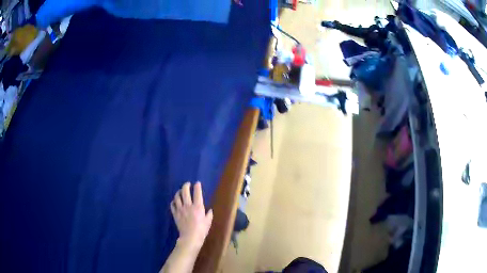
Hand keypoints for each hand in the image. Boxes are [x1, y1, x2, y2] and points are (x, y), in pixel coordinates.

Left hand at [171, 182, 212, 251]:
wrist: (190, 237)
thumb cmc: (201, 230)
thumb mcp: (208, 222)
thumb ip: (209, 214)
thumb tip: (209, 210)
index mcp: (198, 207)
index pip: (197, 193)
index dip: (197, 186)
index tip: (197, 183)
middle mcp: (188, 205)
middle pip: (185, 191)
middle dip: (186, 185)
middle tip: (188, 184)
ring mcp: (180, 209)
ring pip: (177, 197)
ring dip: (178, 192)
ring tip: (180, 191)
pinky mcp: (175, 214)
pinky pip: (172, 205)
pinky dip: (173, 201)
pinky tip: (175, 201)